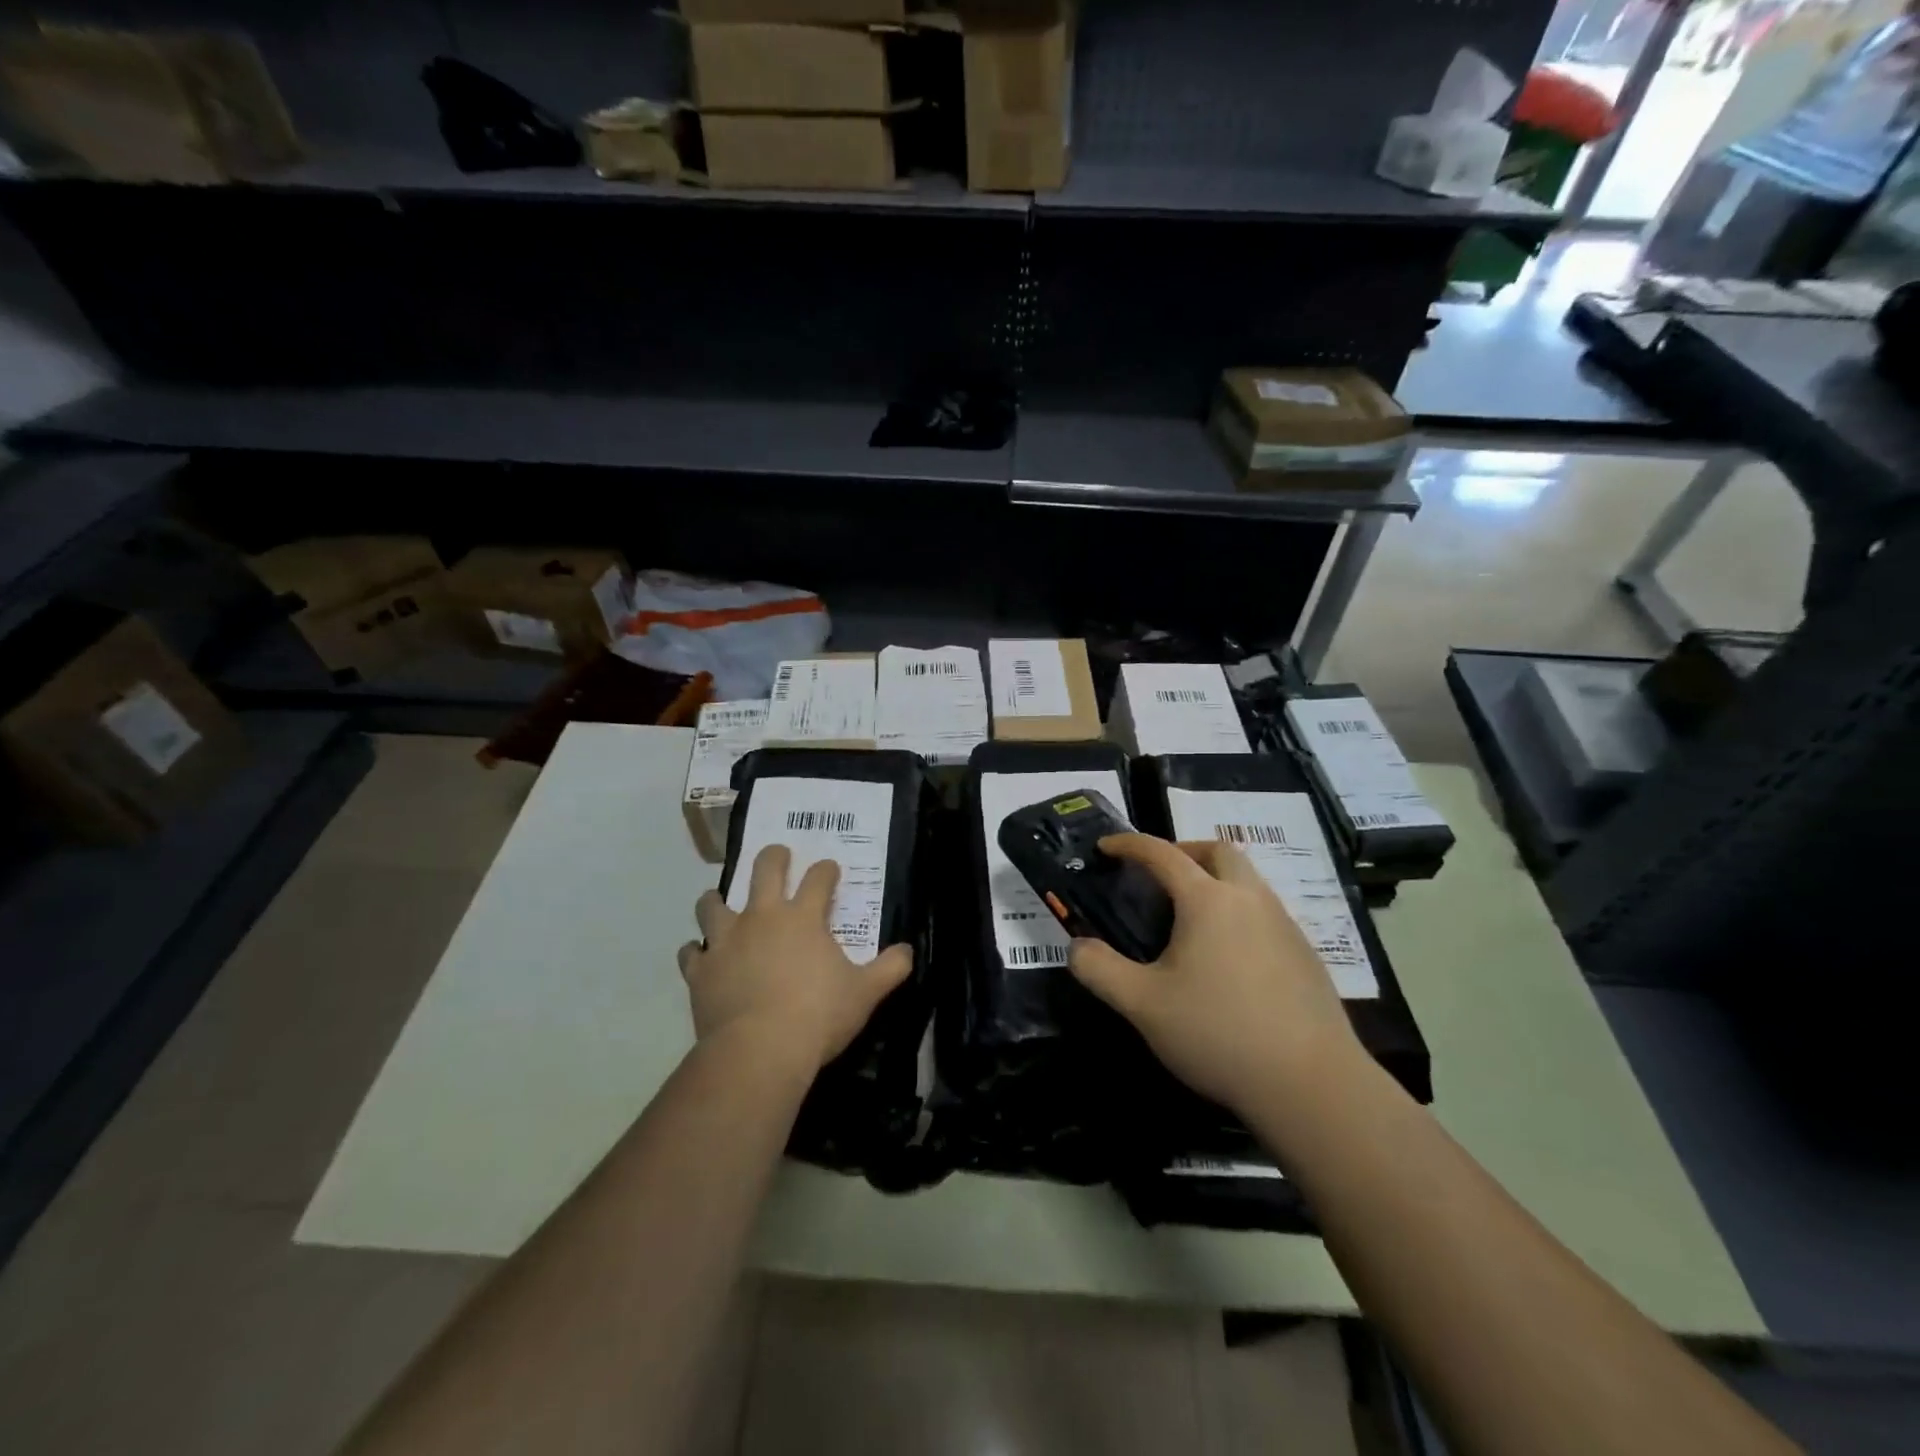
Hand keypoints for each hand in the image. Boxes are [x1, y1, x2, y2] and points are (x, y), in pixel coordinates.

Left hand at [679, 845, 913, 1076]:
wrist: (760, 1050)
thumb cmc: (818, 1015)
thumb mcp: (865, 993)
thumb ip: (890, 968)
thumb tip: (909, 951)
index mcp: (803, 918)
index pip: (818, 879)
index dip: (826, 870)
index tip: (829, 869)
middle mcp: (762, 918)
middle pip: (764, 870)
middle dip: (773, 857)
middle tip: (777, 854)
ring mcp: (726, 941)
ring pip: (714, 905)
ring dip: (716, 899)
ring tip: (718, 900)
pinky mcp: (701, 970)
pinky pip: (692, 952)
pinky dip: (696, 952)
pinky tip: (700, 955)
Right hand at [1069, 834, 1363, 1117]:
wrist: (1311, 1085)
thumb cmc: (1218, 1034)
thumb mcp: (1143, 1005)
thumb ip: (1100, 970)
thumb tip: (1077, 946)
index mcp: (1208, 901)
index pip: (1162, 853)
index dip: (1130, 844)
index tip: (1106, 846)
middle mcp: (1249, 899)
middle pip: (1217, 851)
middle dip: (1184, 850)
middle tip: (1159, 875)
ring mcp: (1284, 925)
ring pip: (1247, 880)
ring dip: (1215, 880)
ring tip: (1190, 918)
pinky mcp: (1306, 955)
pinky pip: (1265, 912)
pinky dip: (1239, 912)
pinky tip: (1228, 957)